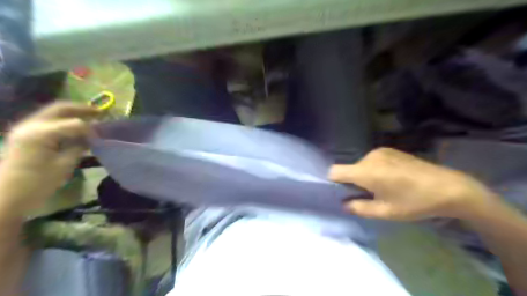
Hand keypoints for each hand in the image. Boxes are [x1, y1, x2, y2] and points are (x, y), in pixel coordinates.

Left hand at [0, 103, 98, 215]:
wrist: (6, 196)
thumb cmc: (38, 183)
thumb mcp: (64, 164)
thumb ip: (79, 146)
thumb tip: (92, 137)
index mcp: (40, 133)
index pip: (74, 123)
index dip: (91, 128)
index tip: (102, 136)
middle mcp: (30, 125)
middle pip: (59, 108)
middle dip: (82, 109)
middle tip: (100, 112)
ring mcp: (25, 128)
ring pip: (53, 112)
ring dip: (73, 113)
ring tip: (91, 117)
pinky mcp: (25, 134)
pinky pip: (48, 121)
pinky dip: (64, 120)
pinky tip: (75, 127)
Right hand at [328, 147, 498, 220]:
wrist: (449, 187)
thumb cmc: (415, 202)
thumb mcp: (385, 212)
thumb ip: (359, 208)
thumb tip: (344, 204)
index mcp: (366, 171)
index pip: (335, 171)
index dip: (333, 182)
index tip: (342, 193)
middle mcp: (370, 157)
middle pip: (349, 169)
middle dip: (352, 182)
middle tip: (368, 196)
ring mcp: (381, 151)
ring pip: (360, 165)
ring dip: (365, 176)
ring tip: (383, 187)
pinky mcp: (390, 150)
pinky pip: (372, 160)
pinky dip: (374, 169)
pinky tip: (392, 179)